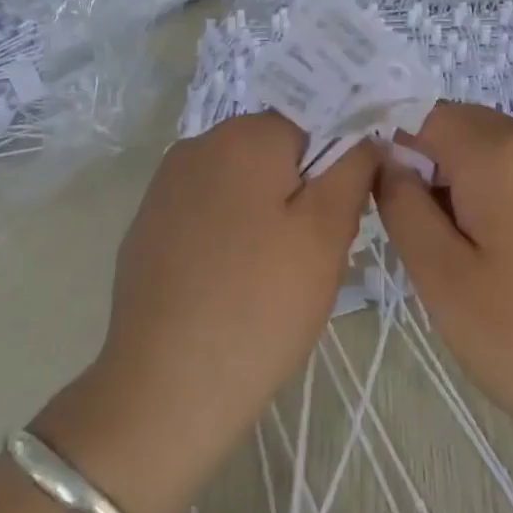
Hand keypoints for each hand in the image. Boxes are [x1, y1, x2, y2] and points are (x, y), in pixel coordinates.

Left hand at [36, 114, 375, 512]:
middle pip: (275, 153)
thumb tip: (365, 136)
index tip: (339, 222)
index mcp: (243, 135)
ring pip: (242, 184)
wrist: (167, 387)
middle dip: (302, 192)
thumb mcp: (327, 232)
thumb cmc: (261, 304)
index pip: (313, 125)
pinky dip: (229, 236)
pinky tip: (230, 285)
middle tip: (310, 255)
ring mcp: (164, 187)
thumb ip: (353, 168)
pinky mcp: (147, 227)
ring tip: (271, 276)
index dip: (336, 169)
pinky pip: (208, 213)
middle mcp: (197, 145)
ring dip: (266, 215)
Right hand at [373, 104, 512, 468]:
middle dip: (434, 166)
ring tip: (472, 251)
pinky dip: (508, 190)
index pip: (426, 116)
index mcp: (501, 153)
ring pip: (499, 147)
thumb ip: (402, 205)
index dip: (397, 149)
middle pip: (465, 126)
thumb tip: (387, 161)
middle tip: (431, 237)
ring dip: (470, 180)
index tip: (392, 204)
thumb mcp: (439, 276)